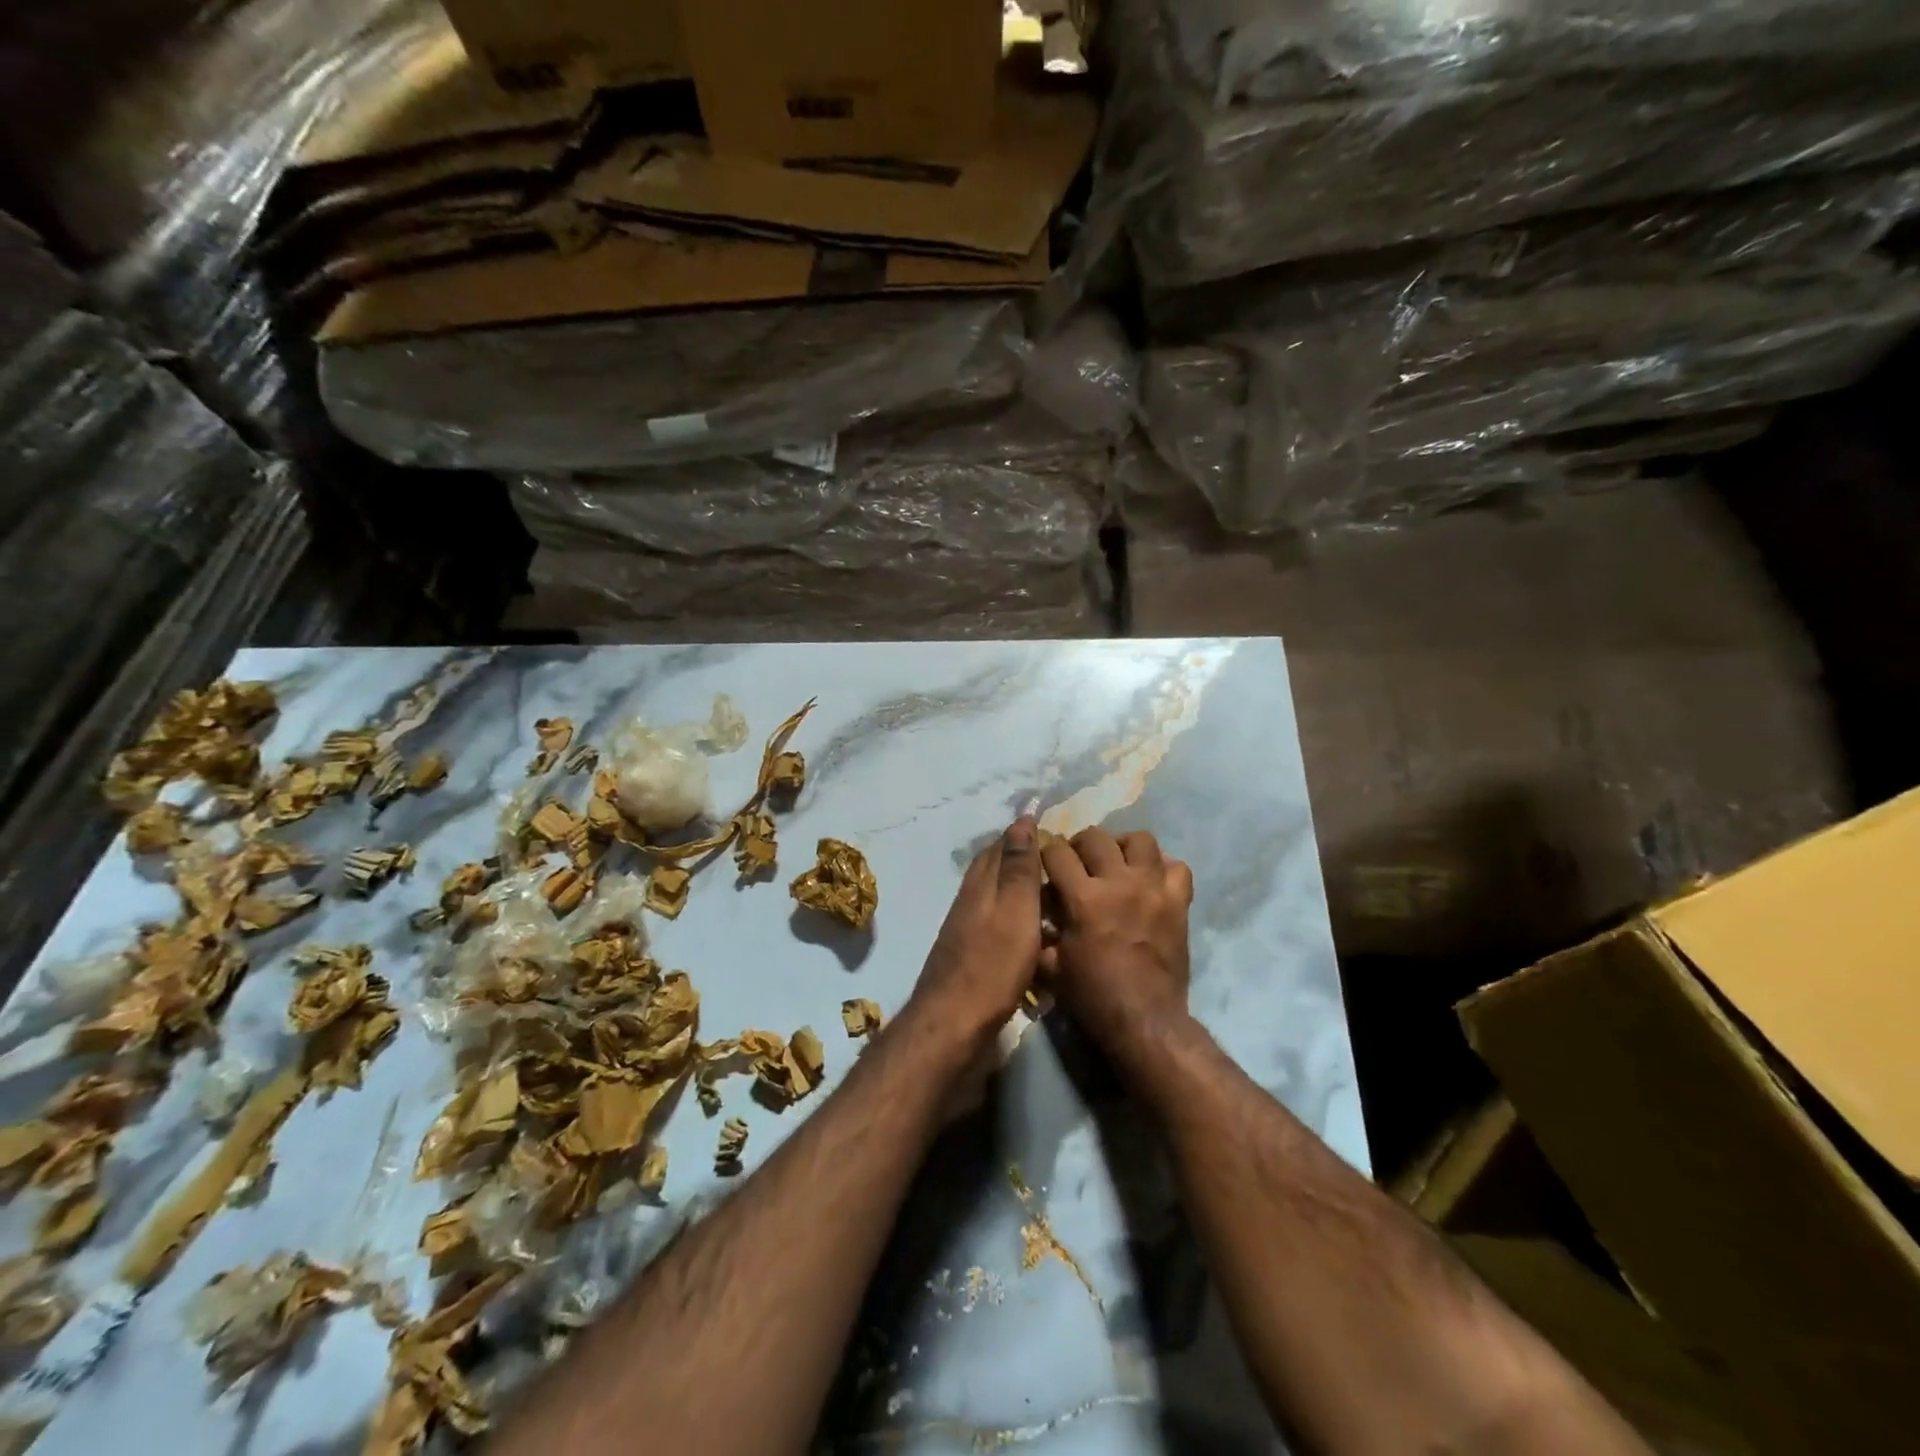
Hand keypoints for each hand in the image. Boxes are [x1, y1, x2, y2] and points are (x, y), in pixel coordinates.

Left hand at [903, 817, 1044, 1047]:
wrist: (953, 1025)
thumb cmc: (992, 966)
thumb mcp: (1015, 911)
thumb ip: (1019, 869)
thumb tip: (1022, 820)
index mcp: (981, 885)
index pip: (1000, 846)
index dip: (1022, 833)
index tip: (1047, 823)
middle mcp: (969, 902)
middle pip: (993, 869)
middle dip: (1019, 857)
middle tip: (1052, 857)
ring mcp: (965, 931)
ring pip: (994, 898)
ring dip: (1017, 889)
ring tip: (1049, 894)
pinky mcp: (970, 958)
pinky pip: (996, 926)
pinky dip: (1014, 920)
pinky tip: (1030, 934)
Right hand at [1040, 827, 1194, 1062]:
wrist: (1145, 1021)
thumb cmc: (1094, 996)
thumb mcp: (1052, 966)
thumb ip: (1040, 932)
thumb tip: (1032, 912)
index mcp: (1084, 898)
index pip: (1057, 852)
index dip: (1047, 855)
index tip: (1047, 866)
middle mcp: (1119, 883)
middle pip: (1096, 836)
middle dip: (1080, 845)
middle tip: (1079, 862)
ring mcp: (1154, 889)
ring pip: (1140, 840)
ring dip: (1123, 846)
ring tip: (1116, 862)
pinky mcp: (1179, 902)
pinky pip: (1177, 867)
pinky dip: (1162, 868)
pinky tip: (1150, 880)